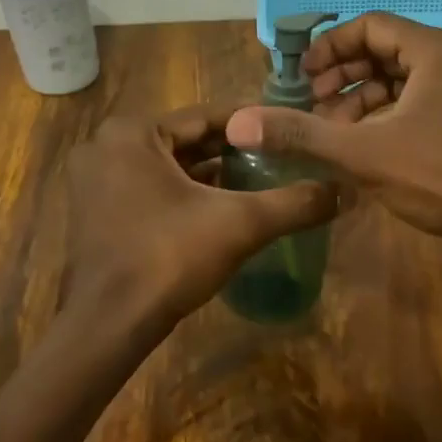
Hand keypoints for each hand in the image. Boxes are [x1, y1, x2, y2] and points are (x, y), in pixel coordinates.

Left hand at [63, 105, 339, 326]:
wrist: (108, 324)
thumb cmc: (168, 258)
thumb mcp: (240, 224)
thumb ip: (294, 203)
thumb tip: (345, 190)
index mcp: (132, 133)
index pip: (206, 117)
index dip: (252, 125)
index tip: (289, 128)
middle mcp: (106, 146)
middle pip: (185, 141)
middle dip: (232, 150)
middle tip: (279, 156)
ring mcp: (95, 181)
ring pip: (167, 167)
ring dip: (209, 173)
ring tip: (258, 180)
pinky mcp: (96, 212)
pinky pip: (149, 189)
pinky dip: (183, 194)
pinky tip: (220, 207)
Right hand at [225, 14, 441, 247]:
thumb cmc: (440, 178)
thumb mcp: (362, 154)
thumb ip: (301, 134)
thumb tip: (239, 124)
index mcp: (434, 49)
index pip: (370, 25)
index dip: (329, 47)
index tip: (303, 77)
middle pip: (385, 48)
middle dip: (344, 74)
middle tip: (313, 103)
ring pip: (402, 76)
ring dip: (363, 96)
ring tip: (335, 129)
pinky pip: (419, 97)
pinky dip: (388, 112)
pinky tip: (366, 143)